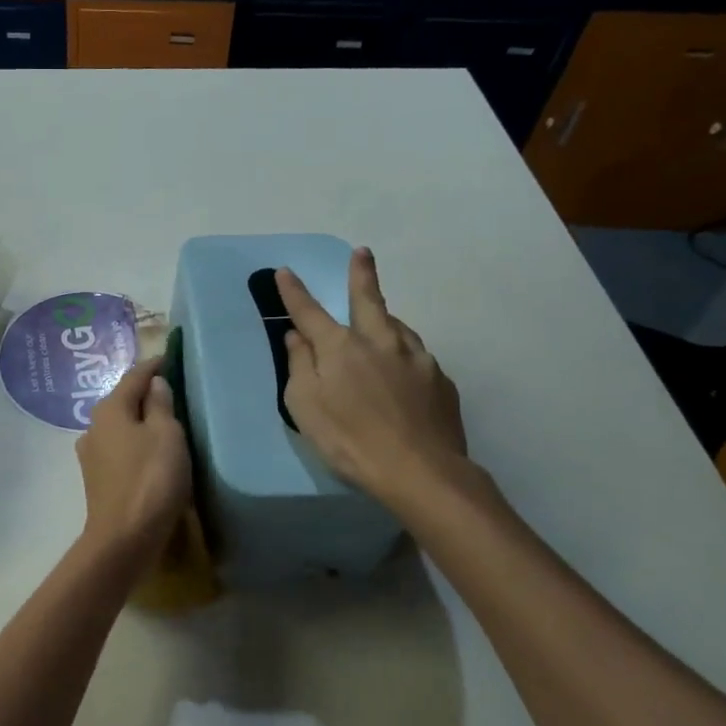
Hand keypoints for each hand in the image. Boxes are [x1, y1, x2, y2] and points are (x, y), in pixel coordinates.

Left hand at [75, 355, 191, 576]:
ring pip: (120, 426)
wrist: (124, 538)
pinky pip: (119, 448)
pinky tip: (148, 451)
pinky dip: (134, 443)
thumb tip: (154, 384)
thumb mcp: (167, 435)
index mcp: (110, 408)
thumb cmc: (151, 479)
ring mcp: (91, 453)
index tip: (171, 357)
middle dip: (146, 393)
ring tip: (164, 421)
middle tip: (172, 389)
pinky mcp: (96, 477)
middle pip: (123, 400)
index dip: (154, 366)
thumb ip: (161, 404)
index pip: (134, 376)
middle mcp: (94, 425)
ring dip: (139, 420)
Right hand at [276, 248, 470, 516]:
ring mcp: (416, 358)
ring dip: (385, 319)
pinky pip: (416, 357)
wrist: (420, 471)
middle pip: (368, 299)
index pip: (310, 311)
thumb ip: (299, 366)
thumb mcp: (305, 406)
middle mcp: (380, 342)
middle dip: (361, 274)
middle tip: (362, 253)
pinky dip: (403, 355)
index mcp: (341, 347)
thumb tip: (297, 337)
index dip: (295, 292)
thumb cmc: (349, 439)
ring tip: (380, 322)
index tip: (286, 272)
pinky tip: (403, 372)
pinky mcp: (440, 380)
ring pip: (397, 327)